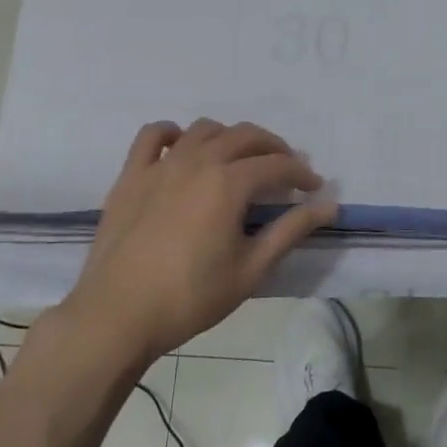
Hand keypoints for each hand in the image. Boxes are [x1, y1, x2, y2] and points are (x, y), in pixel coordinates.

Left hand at [59, 119, 338, 362]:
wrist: (117, 316)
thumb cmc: (190, 297)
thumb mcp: (251, 269)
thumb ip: (291, 231)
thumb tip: (329, 206)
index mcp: (229, 182)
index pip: (277, 165)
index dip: (301, 174)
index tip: (314, 189)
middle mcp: (198, 161)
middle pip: (245, 136)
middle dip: (273, 148)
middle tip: (285, 170)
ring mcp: (161, 164)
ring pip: (204, 129)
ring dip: (229, 137)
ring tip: (239, 160)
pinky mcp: (131, 175)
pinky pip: (152, 136)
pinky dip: (172, 133)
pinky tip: (182, 148)